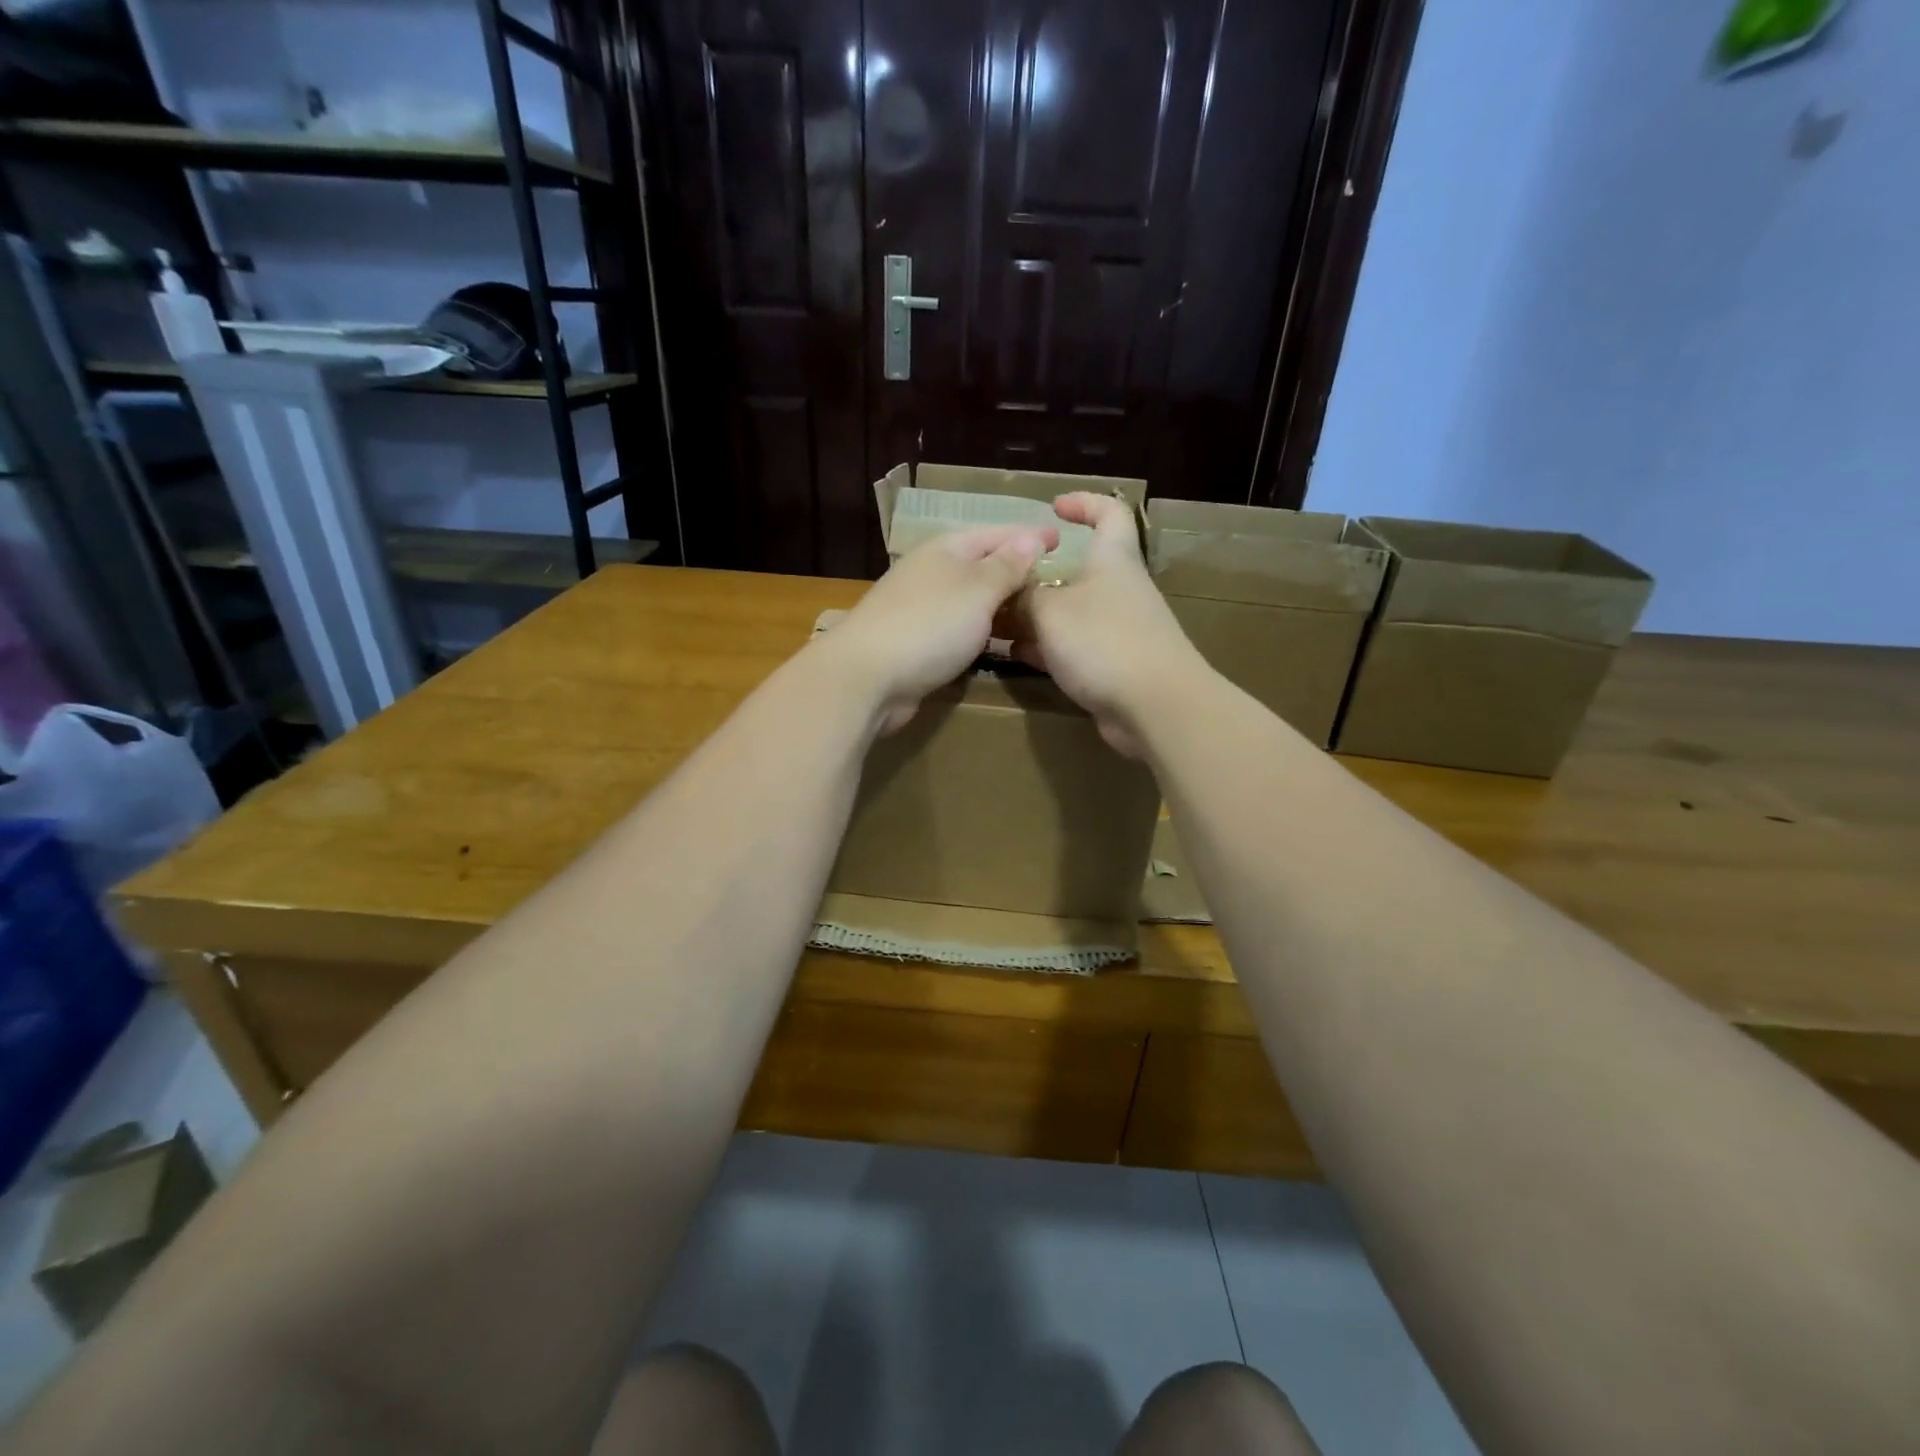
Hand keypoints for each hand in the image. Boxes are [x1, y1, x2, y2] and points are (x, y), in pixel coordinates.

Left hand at [819, 524, 1058, 733]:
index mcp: (945, 550)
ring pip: (968, 599)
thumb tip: (1031, 537)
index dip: (1028, 536)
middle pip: (980, 565)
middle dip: (1014, 570)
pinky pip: (957, 628)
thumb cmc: (930, 625)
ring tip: (1033, 612)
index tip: (1061, 539)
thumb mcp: (978, 590)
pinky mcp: (914, 643)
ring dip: (998, 603)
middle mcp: (930, 573)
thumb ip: (1007, 566)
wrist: (868, 677)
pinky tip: (996, 642)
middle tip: (1053, 582)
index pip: (995, 534)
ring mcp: (918, 609)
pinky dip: (980, 630)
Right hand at [1015, 492, 1206, 756]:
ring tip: (995, 623)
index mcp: (1112, 561)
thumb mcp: (1049, 611)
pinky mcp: (1114, 667)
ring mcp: (1118, 631)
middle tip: (1001, 583)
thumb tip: (1009, 592)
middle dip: (1038, 576)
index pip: (1110, 514)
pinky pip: (1073, 648)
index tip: (1054, 508)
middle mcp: (1118, 591)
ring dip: (1035, 617)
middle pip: (1078, 571)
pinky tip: (1016, 655)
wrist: (1154, 706)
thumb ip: (1024, 597)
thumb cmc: (1103, 641)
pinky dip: (1046, 648)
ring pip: (1070, 613)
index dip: (1084, 503)